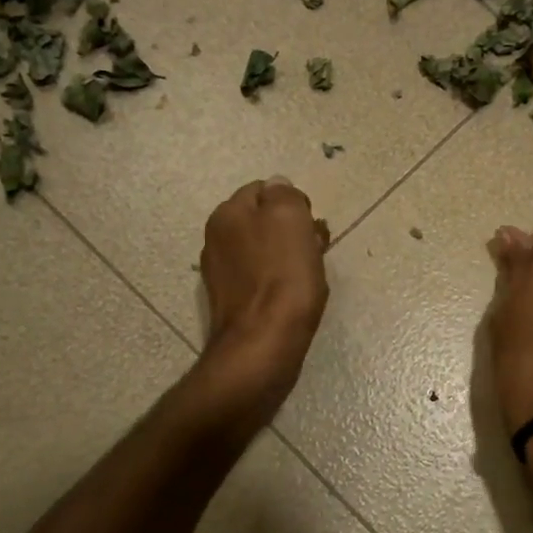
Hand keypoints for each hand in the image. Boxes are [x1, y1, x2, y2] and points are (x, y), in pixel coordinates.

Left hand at [198, 178, 329, 417]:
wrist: (263, 345)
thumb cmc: (283, 279)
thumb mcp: (290, 218)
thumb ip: (284, 194)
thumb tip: (278, 187)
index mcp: (227, 214)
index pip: (264, 190)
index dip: (294, 204)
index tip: (313, 226)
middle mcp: (217, 239)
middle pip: (264, 222)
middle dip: (292, 231)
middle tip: (316, 251)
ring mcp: (222, 274)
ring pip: (264, 251)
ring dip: (288, 257)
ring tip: (310, 276)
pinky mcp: (233, 303)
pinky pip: (262, 279)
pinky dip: (279, 282)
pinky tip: (294, 297)